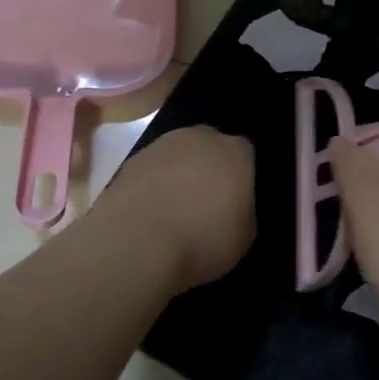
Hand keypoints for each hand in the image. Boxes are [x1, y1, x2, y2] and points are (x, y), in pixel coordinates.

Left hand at [93, 126, 256, 291]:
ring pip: (178, 155)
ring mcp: (162, 145)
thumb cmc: (202, 239)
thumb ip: (244, 210)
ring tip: (174, 210)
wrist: (136, 241)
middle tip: (207, 203)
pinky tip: (150, 212)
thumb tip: (235, 207)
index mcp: (237, 152)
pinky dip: (153, 185)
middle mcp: (201, 138)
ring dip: (179, 174)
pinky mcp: (131, 160)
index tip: (236, 202)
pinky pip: (152, 170)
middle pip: (211, 147)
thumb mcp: (245, 235)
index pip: (247, 155)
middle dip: (210, 168)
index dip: (242, 177)